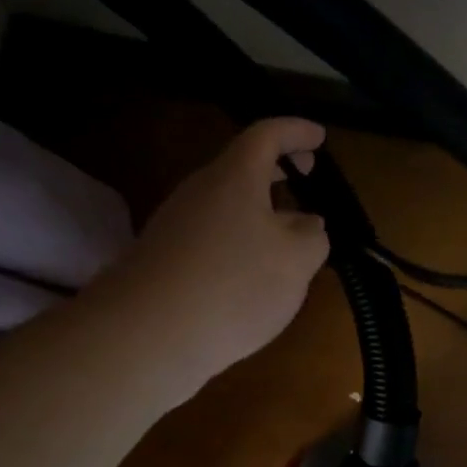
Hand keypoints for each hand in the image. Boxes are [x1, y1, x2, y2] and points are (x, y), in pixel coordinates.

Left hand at [100, 119, 330, 399]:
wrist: (148, 335)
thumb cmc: (234, 285)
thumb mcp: (297, 260)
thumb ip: (313, 235)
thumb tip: (307, 223)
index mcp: (235, 176)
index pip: (268, 134)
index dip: (297, 131)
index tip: (319, 137)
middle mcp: (199, 191)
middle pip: (242, 168)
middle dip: (277, 170)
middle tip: (306, 179)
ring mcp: (175, 226)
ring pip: (226, 205)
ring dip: (258, 212)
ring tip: (287, 240)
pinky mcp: (164, 261)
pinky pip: (211, 237)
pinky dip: (238, 243)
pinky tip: (250, 277)